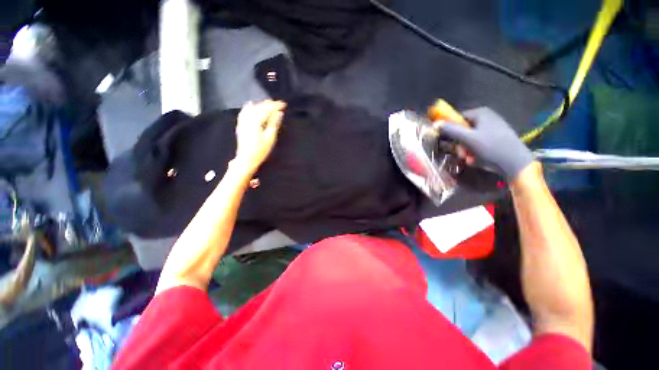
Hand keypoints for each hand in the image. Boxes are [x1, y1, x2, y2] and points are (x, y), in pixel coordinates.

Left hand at [233, 100, 285, 175]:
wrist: (247, 159)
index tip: (284, 104)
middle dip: (269, 104)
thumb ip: (274, 123)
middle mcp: (248, 118)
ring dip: (260, 104)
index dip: (276, 106)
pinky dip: (249, 107)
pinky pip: (244, 112)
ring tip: (268, 103)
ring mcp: (243, 121)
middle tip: (278, 103)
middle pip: (260, 107)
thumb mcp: (270, 137)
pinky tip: (250, 104)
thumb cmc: (260, 150)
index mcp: (256, 121)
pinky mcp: (241, 125)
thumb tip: (279, 113)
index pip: (267, 109)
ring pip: (252, 108)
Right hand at [439, 107, 533, 179]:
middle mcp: (486, 117)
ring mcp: (491, 128)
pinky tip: (476, 158)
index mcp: (480, 113)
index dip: (450, 129)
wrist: (515, 162)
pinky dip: (474, 151)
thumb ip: (451, 130)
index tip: (448, 141)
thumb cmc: (491, 147)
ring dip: (465, 150)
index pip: (457, 118)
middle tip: (461, 153)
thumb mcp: (469, 138)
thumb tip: (435, 123)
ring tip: (469, 158)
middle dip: (459, 143)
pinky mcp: (494, 138)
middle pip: (462, 130)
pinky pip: (477, 143)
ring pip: (468, 138)